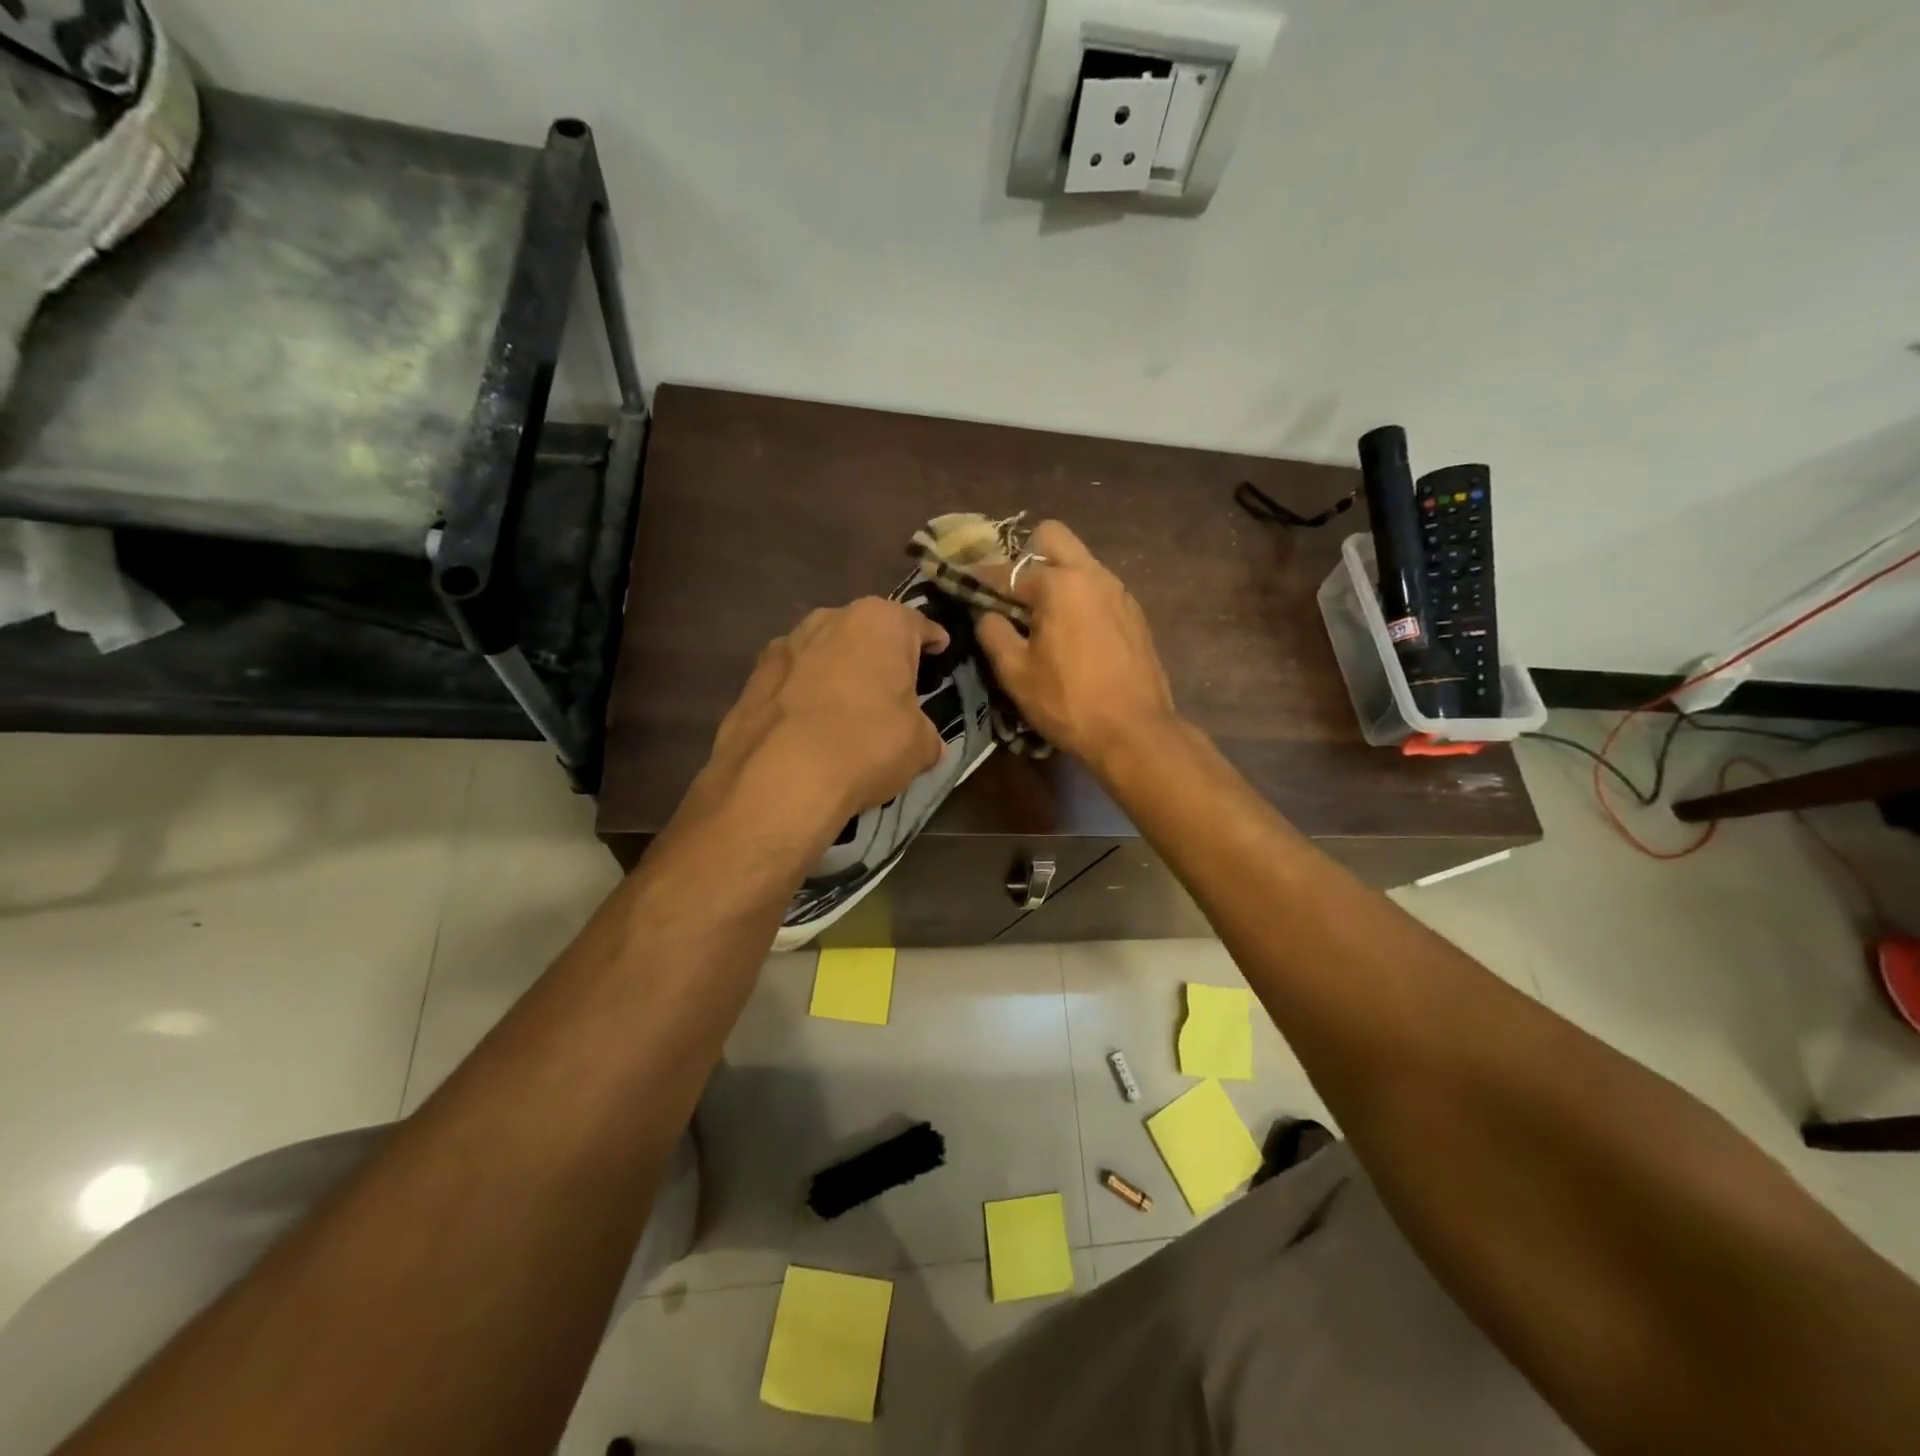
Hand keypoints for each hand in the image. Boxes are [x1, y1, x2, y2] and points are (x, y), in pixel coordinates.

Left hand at [695, 597, 949, 833]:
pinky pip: (793, 681)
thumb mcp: (920, 746)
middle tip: (894, 690)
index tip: (940, 654)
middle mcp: (830, 618)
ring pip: (826, 654)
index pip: (918, 625)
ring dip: (839, 673)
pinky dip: (805, 696)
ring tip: (848, 712)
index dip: (933, 642)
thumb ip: (926, 733)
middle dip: (880, 657)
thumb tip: (925, 743)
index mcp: (880, 621)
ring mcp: (785, 644)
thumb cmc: (866, 745)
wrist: (780, 777)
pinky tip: (810, 730)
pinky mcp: (753, 676)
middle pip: (867, 634)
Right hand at [975, 521, 1177, 771]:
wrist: (1135, 732)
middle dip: (1025, 555)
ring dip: (1055, 575)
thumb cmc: (1068, 702)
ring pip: (1079, 560)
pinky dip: (1078, 596)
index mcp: (1058, 584)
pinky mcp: (1133, 612)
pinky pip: (1097, 586)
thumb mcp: (1016, 673)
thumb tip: (986, 614)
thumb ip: (993, 633)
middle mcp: (1091, 574)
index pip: (1006, 570)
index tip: (962, 581)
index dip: (980, 577)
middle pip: (1051, 536)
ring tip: (1041, 616)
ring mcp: (1118, 591)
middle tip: (1012, 593)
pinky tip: (1072, 633)